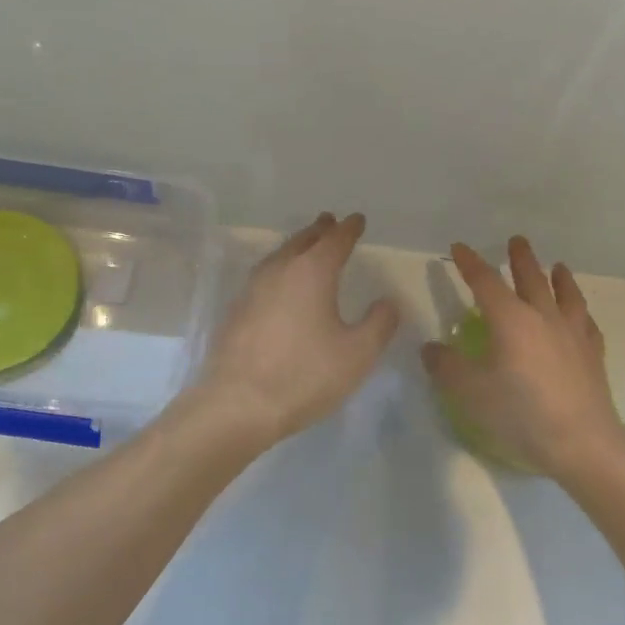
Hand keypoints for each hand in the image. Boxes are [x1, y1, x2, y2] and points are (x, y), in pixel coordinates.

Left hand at [190, 213, 399, 447]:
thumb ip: (379, 324)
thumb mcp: (357, 354)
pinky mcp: (236, 311)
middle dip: (319, 231)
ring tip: (306, 247)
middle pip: (302, 241)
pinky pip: (263, 277)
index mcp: (312, 273)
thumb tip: (388, 301)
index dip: (349, 229)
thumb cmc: (305, 375)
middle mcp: (279, 271)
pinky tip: (279, 285)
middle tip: (330, 222)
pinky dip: (279, 270)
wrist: (238, 404)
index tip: (357, 219)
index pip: (335, 240)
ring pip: (278, 257)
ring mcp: (252, 290)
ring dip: (296, 247)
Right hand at [422, 237, 624, 479]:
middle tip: (517, 241)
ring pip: (566, 295)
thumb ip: (446, 367)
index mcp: (510, 320)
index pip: (485, 282)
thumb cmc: (520, 413)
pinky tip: (582, 316)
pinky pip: (587, 323)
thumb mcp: (470, 392)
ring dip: (559, 277)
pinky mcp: (592, 354)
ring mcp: (573, 334)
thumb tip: (430, 348)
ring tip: (558, 266)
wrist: (581, 441)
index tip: (460, 247)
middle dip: (520, 259)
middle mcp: (543, 317)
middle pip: (531, 278)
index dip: (470, 263)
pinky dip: (581, 313)